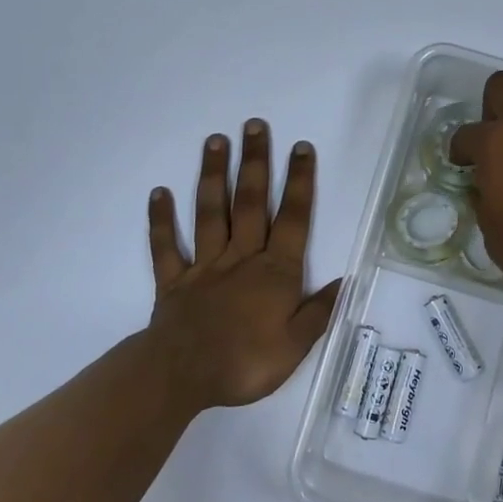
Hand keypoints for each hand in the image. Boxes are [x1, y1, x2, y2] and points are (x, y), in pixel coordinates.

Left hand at [146, 121, 340, 411]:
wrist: (183, 376)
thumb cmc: (245, 362)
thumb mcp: (295, 345)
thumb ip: (318, 311)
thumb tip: (343, 281)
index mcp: (274, 271)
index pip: (293, 218)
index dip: (299, 182)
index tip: (300, 147)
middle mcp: (241, 257)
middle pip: (250, 202)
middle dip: (255, 162)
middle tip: (254, 125)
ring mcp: (205, 265)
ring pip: (210, 213)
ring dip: (214, 175)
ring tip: (215, 140)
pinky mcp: (174, 280)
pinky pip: (166, 246)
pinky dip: (161, 220)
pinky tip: (158, 192)